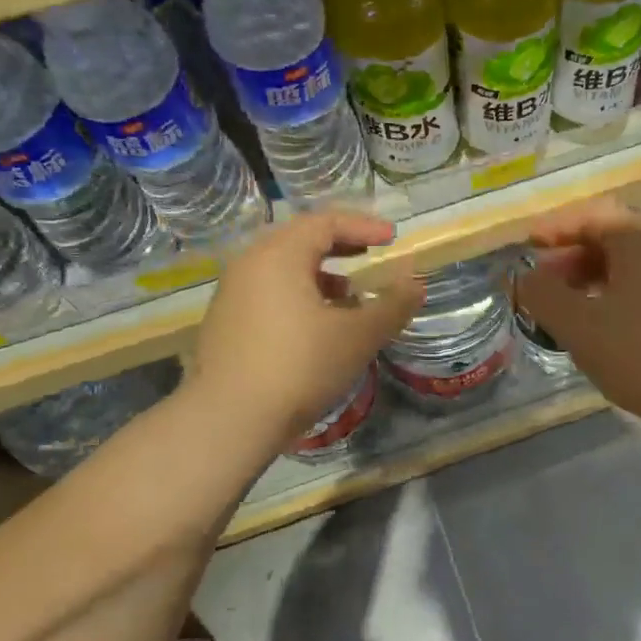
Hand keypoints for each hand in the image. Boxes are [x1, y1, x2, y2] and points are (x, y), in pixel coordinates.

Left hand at [194, 211, 422, 447]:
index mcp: (280, 255)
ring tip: (349, 299)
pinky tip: (317, 329)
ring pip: (282, 270)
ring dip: (320, 276)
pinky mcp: (225, 325)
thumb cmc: (301, 366)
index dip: (363, 226)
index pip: (325, 222)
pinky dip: (299, 297)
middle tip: (369, 256)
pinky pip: (268, 295)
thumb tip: (416, 283)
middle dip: (340, 246)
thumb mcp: (359, 336)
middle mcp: (250, 265)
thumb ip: (392, 305)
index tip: (392, 238)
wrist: (230, 418)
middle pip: (299, 241)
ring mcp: (232, 295)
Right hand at [515, 198, 640, 429]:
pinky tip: (604, 322)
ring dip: (594, 276)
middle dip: (572, 255)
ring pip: (631, 263)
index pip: (590, 216)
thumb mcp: (577, 325)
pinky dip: (618, 292)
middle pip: (612, 236)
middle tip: (543, 281)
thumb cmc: (638, 353)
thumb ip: (541, 295)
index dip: (554, 229)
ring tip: (567, 306)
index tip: (527, 247)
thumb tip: (521, 278)